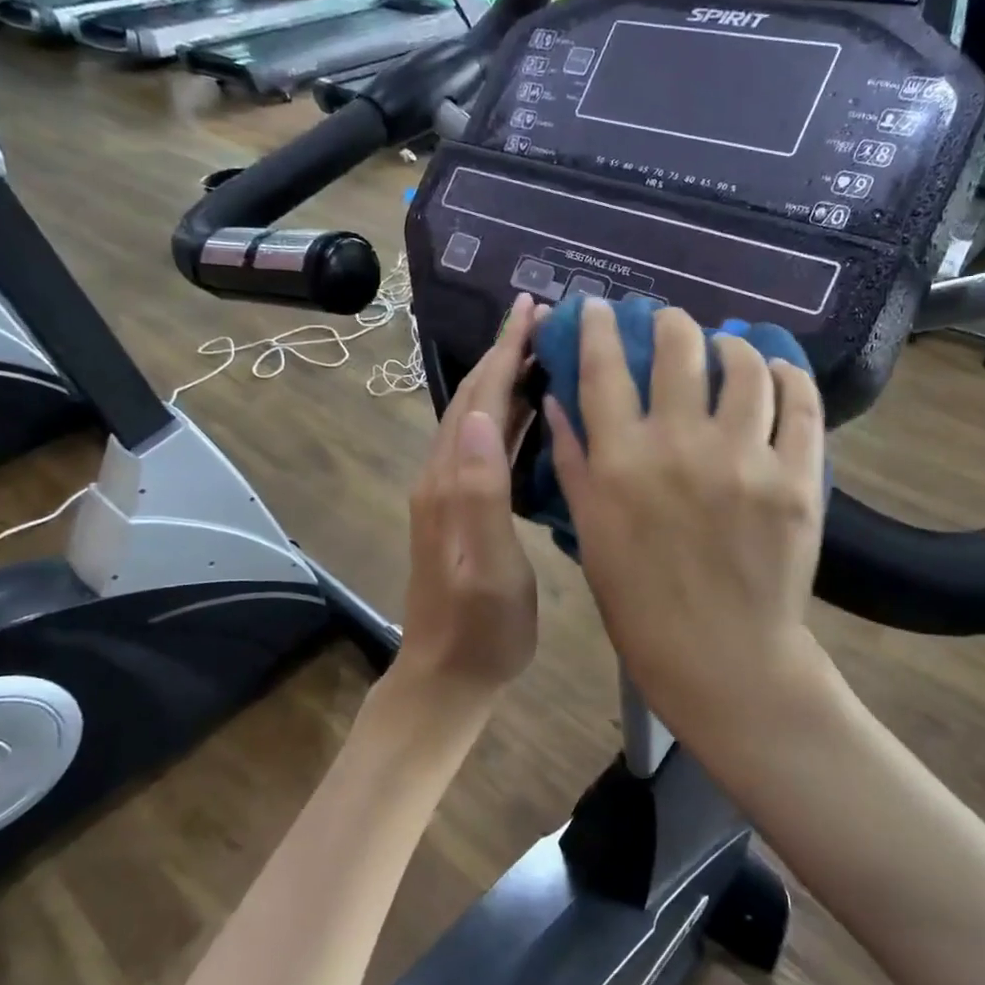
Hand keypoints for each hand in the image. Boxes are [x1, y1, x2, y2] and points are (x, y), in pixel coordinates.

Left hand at [395, 293, 540, 696]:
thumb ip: (481, 492)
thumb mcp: (490, 566)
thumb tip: (475, 415)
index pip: (479, 399)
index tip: (532, 309)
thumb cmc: (481, 629)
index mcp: (451, 483)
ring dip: (504, 380)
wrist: (446, 676)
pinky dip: (506, 417)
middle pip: (471, 399)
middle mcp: (441, 477)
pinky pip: (482, 446)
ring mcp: (447, 494)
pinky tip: (531, 416)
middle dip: (503, 353)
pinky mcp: (458, 509)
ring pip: (475, 419)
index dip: (504, 352)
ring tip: (541, 353)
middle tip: (542, 319)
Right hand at [543, 300, 827, 717]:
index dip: (597, 326)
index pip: (602, 368)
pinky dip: (789, 378)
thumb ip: (573, 463)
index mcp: (621, 462)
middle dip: (670, 322)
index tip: (598, 305)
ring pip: (746, 366)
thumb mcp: (591, 534)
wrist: (722, 658)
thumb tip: (561, 401)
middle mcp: (680, 446)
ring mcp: (744, 459)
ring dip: (733, 346)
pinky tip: (778, 374)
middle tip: (671, 325)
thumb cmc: (641, 604)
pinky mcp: (797, 478)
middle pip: (678, 347)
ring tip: (728, 349)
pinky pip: (800, 405)